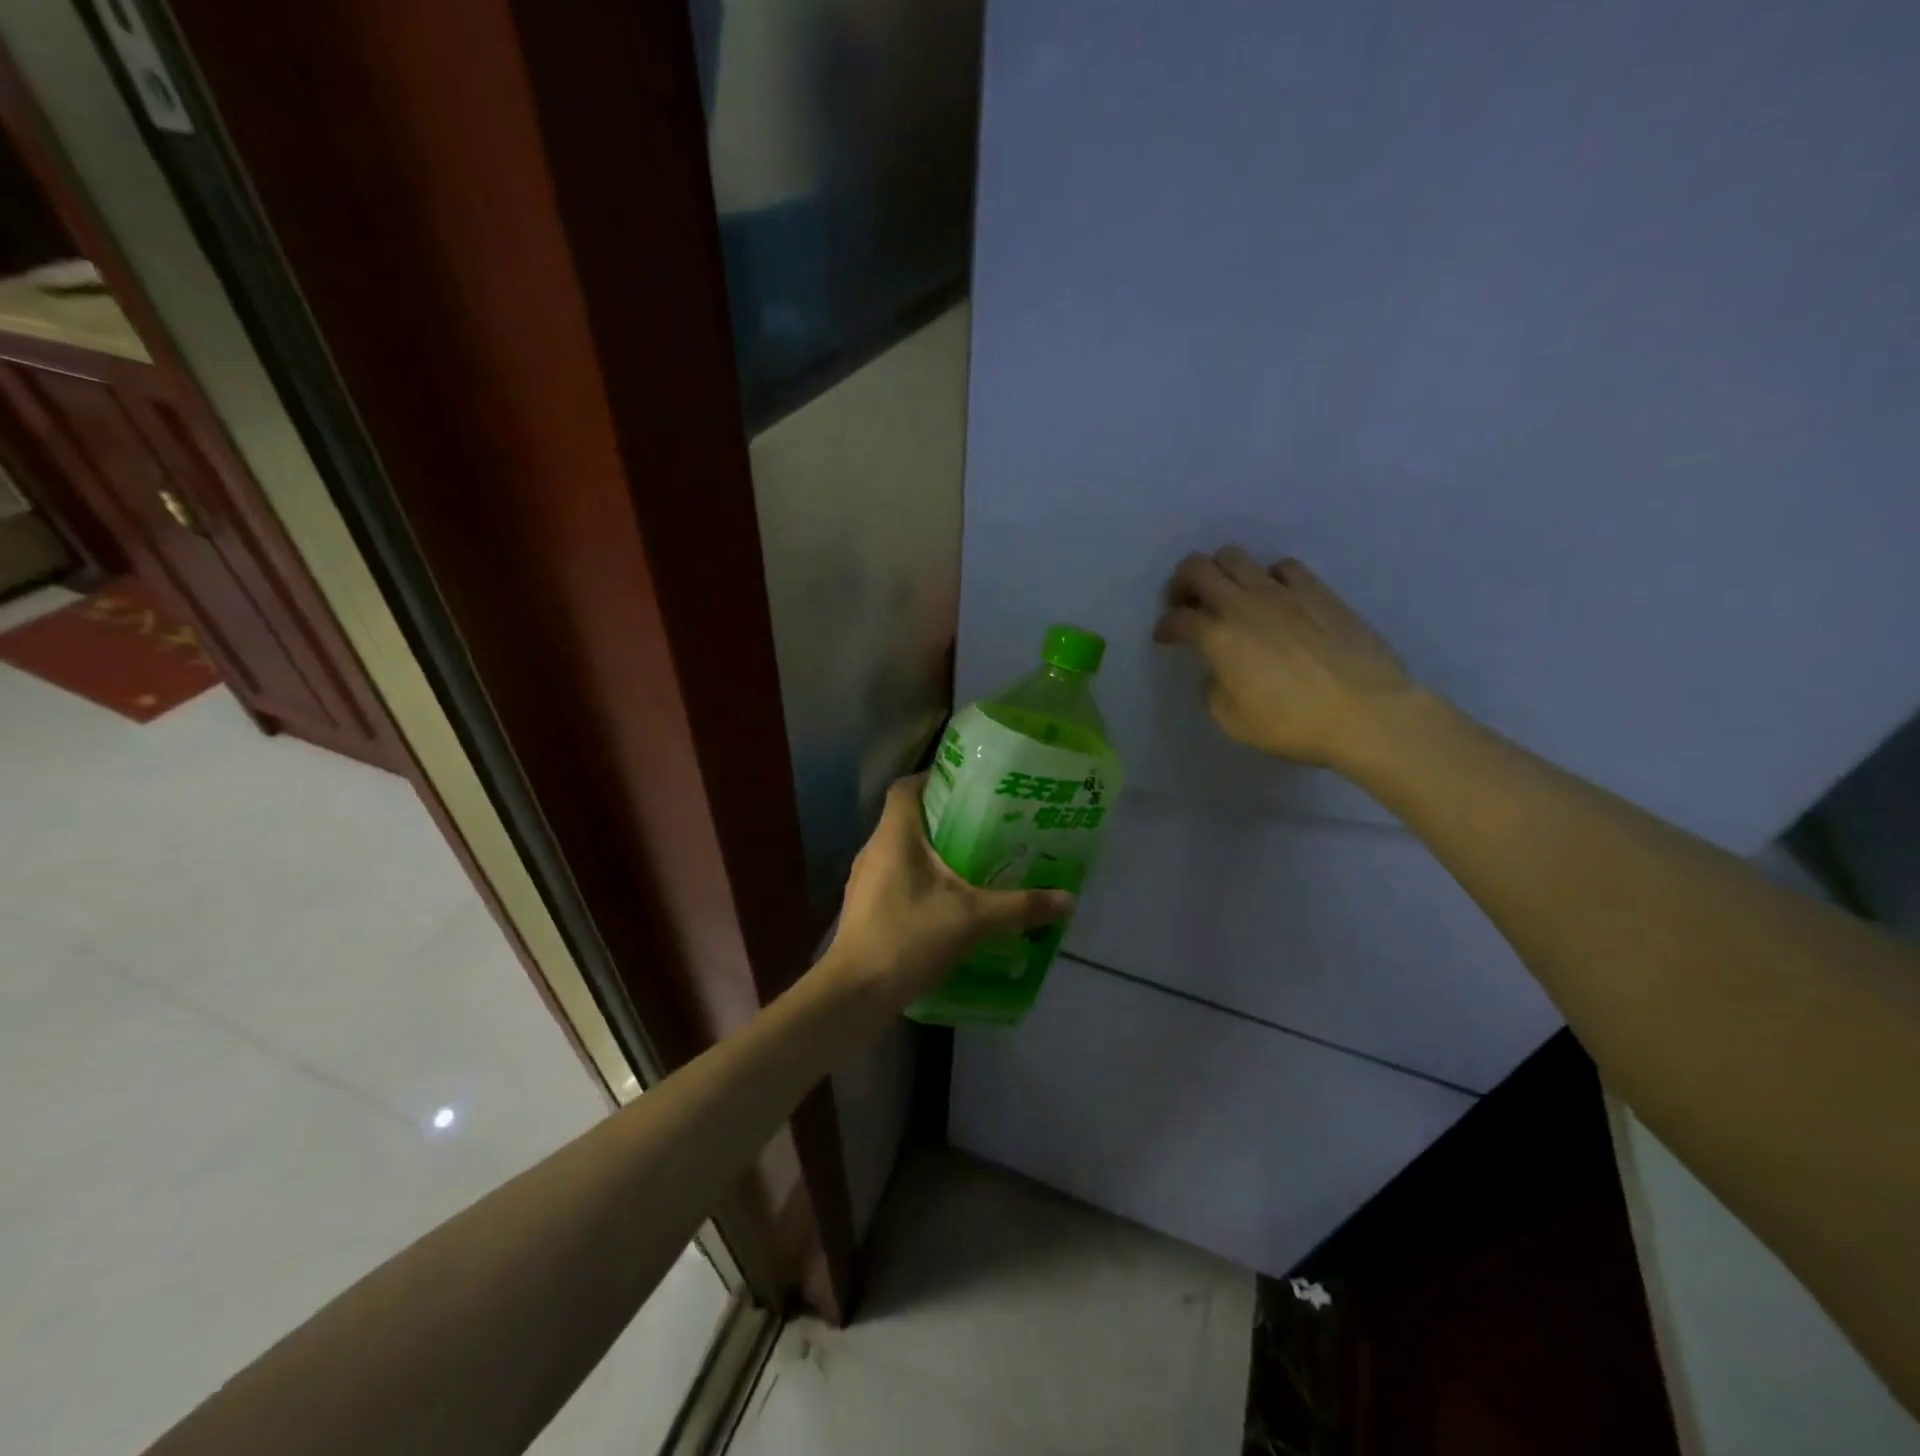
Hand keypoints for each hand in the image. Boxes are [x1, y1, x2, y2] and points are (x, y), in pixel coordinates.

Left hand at [820, 775, 1073, 1015]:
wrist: (855, 993)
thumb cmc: (909, 938)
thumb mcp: (973, 919)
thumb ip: (1020, 906)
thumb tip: (1068, 899)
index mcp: (894, 836)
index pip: (905, 787)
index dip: (933, 777)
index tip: (967, 783)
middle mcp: (874, 849)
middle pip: (906, 816)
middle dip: (942, 815)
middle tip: (983, 821)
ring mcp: (864, 879)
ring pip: (900, 849)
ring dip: (931, 849)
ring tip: (970, 857)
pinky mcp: (864, 906)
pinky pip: (894, 876)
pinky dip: (919, 877)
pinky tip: (946, 899)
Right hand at [1154, 546, 1415, 770]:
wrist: (1367, 712)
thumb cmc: (1294, 724)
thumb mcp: (1233, 721)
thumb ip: (1214, 690)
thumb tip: (1218, 672)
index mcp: (1218, 639)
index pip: (1177, 619)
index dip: (1164, 627)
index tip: (1165, 637)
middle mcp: (1244, 605)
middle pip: (1197, 569)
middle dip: (1182, 583)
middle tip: (1185, 602)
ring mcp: (1282, 592)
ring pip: (1235, 557)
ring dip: (1220, 572)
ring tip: (1227, 595)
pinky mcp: (1317, 591)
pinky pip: (1282, 566)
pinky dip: (1268, 577)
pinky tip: (1275, 596)